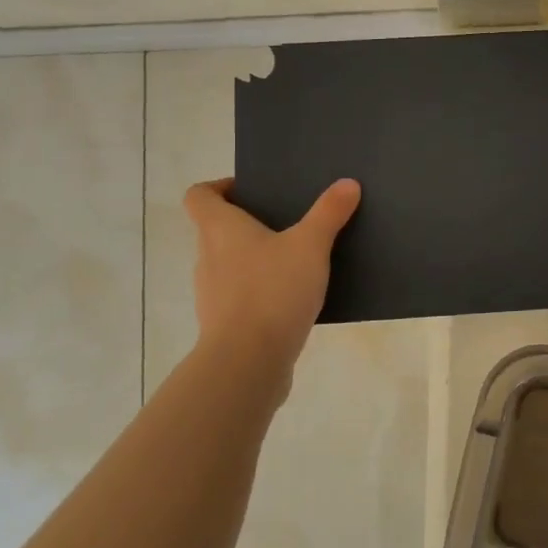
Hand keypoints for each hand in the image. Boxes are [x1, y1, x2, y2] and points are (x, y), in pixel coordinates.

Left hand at [183, 177, 360, 370]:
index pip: (199, 196)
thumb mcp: (310, 245)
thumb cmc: (272, 291)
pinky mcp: (225, 325)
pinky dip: (262, 292)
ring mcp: (212, 294)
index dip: (219, 187)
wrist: (247, 364)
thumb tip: (348, 183)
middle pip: (217, 230)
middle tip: (288, 221)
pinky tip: (295, 298)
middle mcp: (208, 258)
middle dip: (250, 224)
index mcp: (219, 230)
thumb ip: (329, 213)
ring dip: (257, 259)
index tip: (251, 190)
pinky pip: (242, 297)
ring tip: (297, 259)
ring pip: (231, 264)